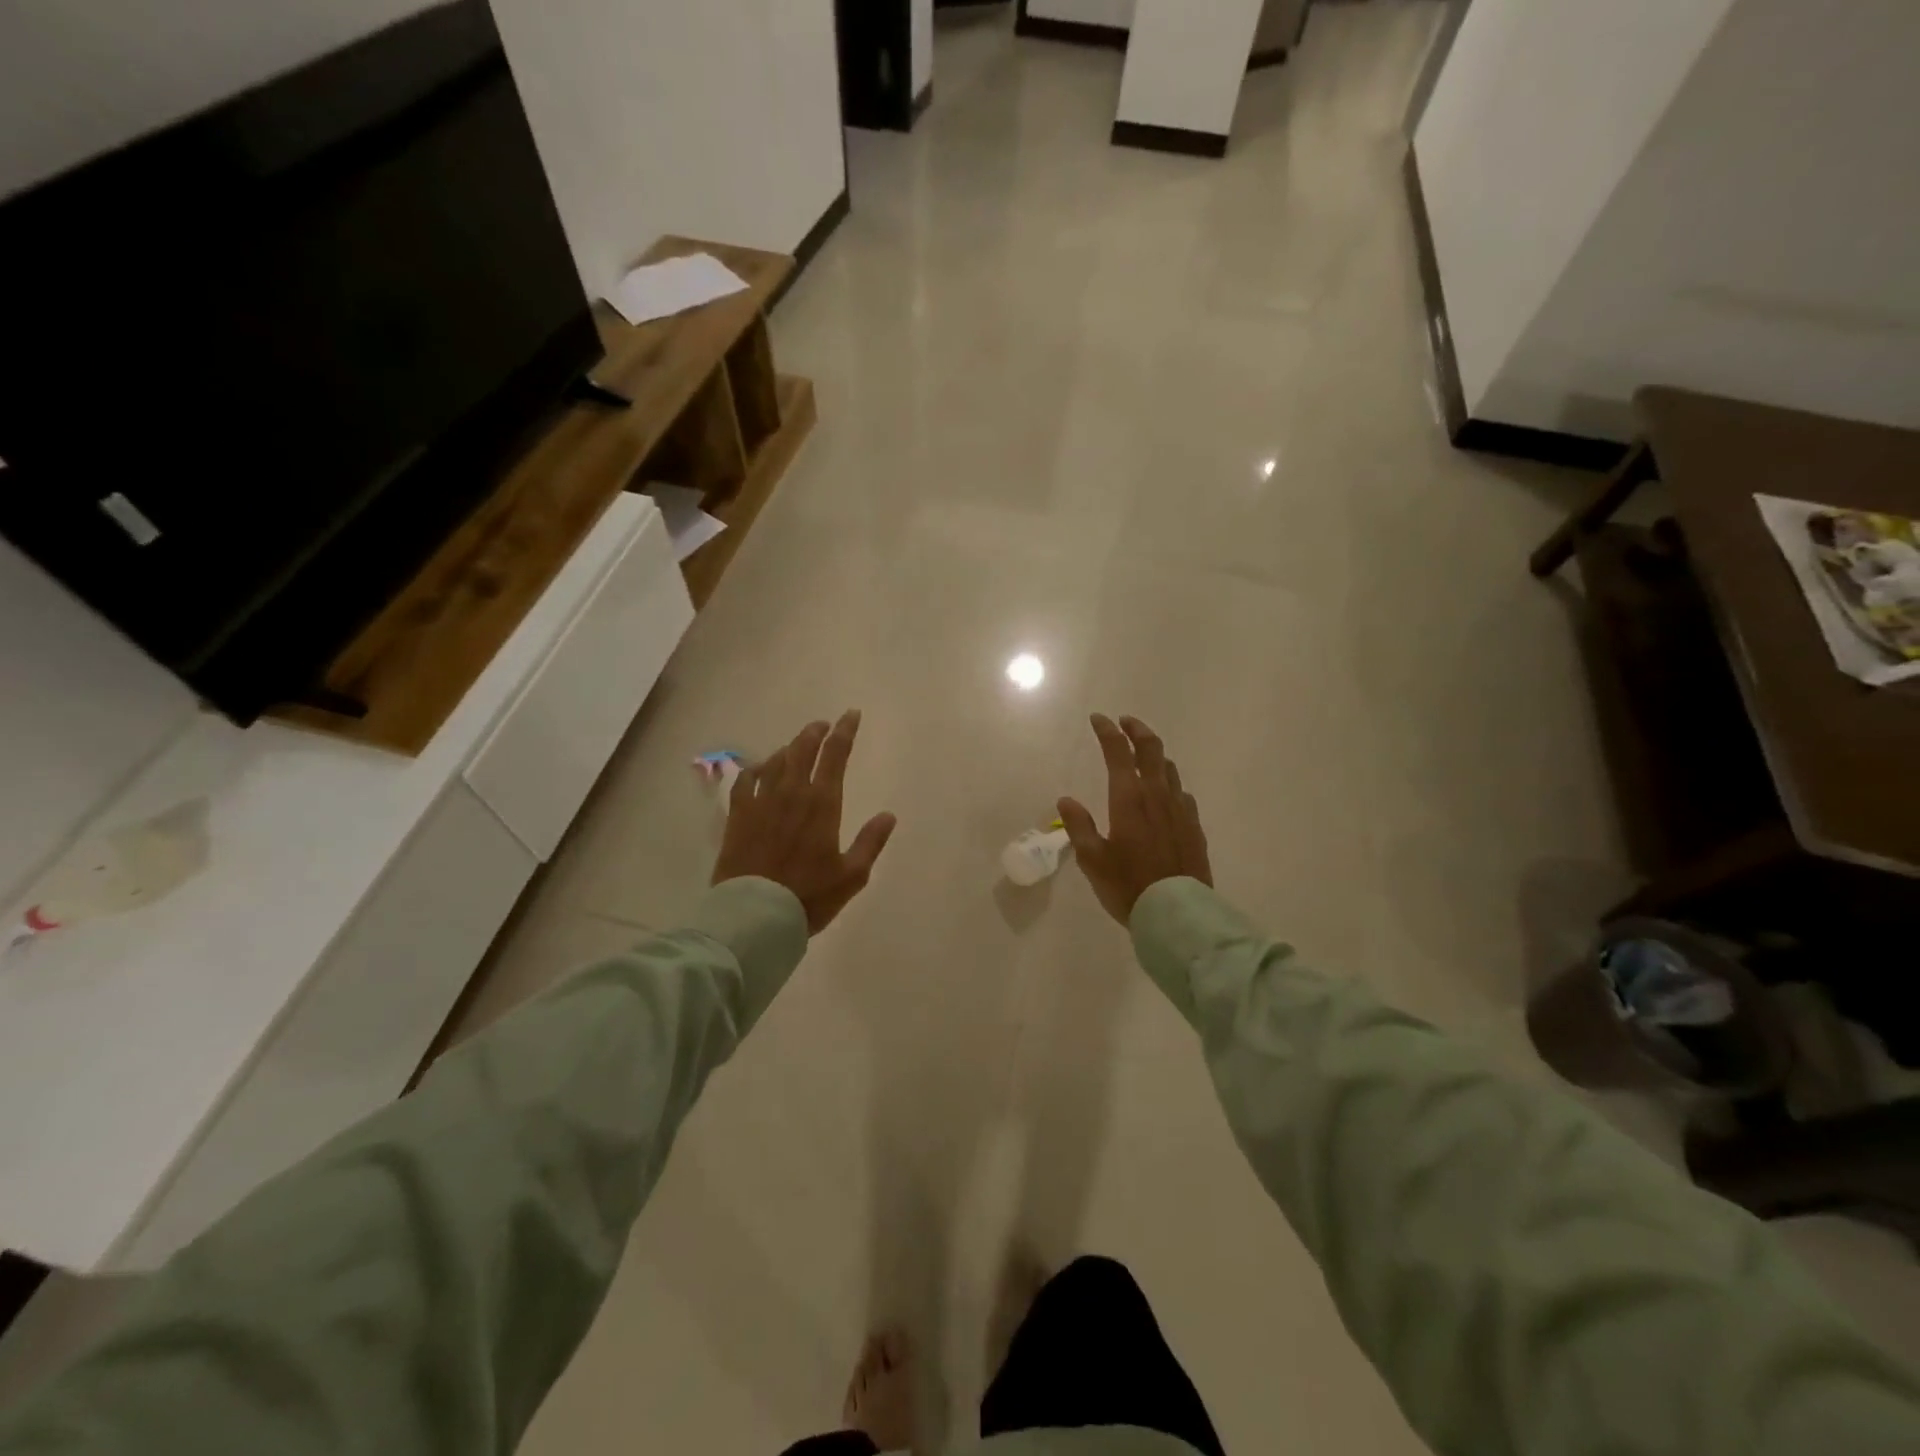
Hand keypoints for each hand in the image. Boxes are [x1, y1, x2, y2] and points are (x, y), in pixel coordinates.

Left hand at [712, 711, 896, 933]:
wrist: (756, 915)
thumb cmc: (809, 896)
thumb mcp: (852, 875)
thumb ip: (871, 842)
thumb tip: (888, 815)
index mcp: (822, 804)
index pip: (835, 755)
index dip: (844, 732)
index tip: (850, 715)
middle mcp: (791, 793)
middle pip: (802, 750)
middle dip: (815, 732)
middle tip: (823, 724)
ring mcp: (761, 802)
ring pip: (775, 760)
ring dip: (789, 747)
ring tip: (796, 745)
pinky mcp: (738, 816)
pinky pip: (745, 780)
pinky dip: (756, 768)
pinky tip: (759, 769)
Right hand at [1058, 714, 1211, 925]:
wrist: (1176, 912)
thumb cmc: (1127, 885)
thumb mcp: (1092, 858)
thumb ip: (1079, 825)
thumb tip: (1066, 800)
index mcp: (1128, 798)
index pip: (1118, 751)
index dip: (1107, 731)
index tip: (1098, 719)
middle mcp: (1157, 795)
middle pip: (1151, 749)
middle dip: (1137, 730)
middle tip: (1125, 723)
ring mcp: (1180, 809)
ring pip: (1169, 768)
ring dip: (1155, 755)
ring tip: (1144, 755)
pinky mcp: (1194, 826)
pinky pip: (1181, 793)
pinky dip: (1169, 784)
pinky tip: (1165, 796)